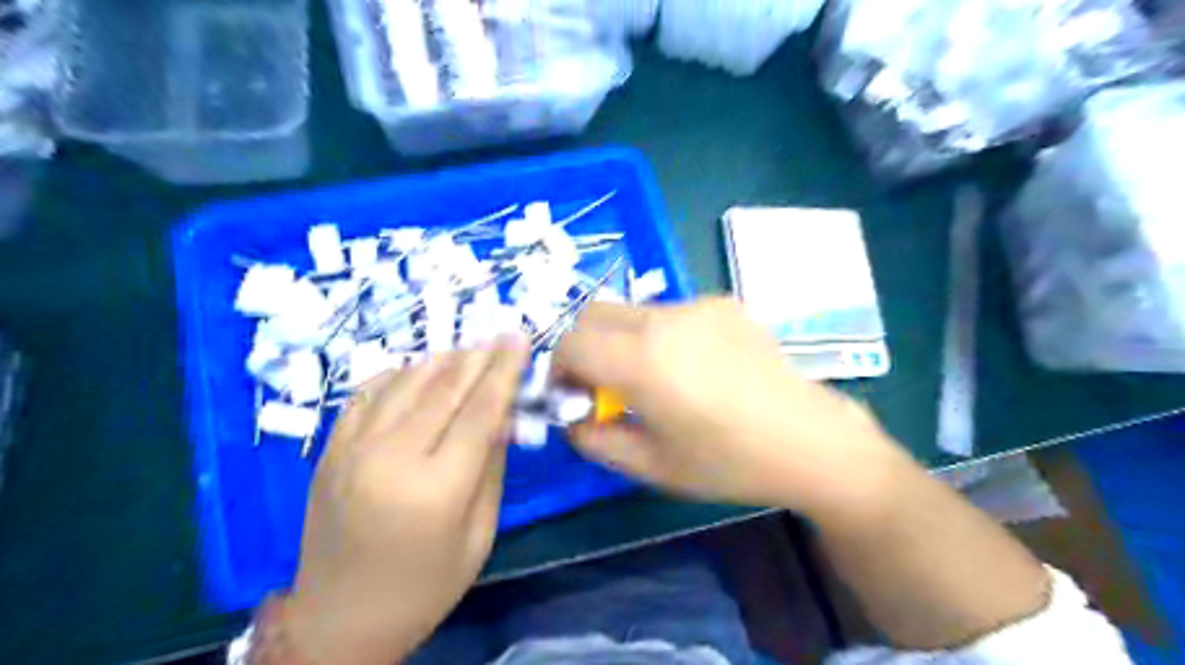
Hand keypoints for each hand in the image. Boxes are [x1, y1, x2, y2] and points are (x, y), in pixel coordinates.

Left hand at [281, 344, 527, 664]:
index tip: (520, 339)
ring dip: (442, 360)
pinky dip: (399, 374)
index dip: (504, 370)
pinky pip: (368, 393)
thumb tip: (503, 410)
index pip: (479, 410)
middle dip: (478, 356)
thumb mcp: (479, 532)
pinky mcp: (330, 449)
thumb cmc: (426, 585)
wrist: (339, 618)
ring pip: (405, 382)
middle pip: (444, 388)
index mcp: (435, 488)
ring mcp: (352, 449)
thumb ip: (492, 465)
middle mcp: (390, 457)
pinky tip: (420, 370)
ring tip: (469, 350)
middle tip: (501, 335)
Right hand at [553, 296, 908, 520]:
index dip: (559, 368)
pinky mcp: (723, 303)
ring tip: (651, 378)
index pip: (570, 341)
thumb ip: (595, 440)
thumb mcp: (650, 465)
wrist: (808, 440)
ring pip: (631, 310)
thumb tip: (573, 418)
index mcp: (641, 360)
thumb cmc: (727, 462)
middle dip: (583, 346)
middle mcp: (664, 318)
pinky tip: (691, 366)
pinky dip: (657, 333)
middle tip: (602, 384)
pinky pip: (669, 311)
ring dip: (621, 339)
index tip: (574, 395)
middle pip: (594, 313)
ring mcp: (697, 305)